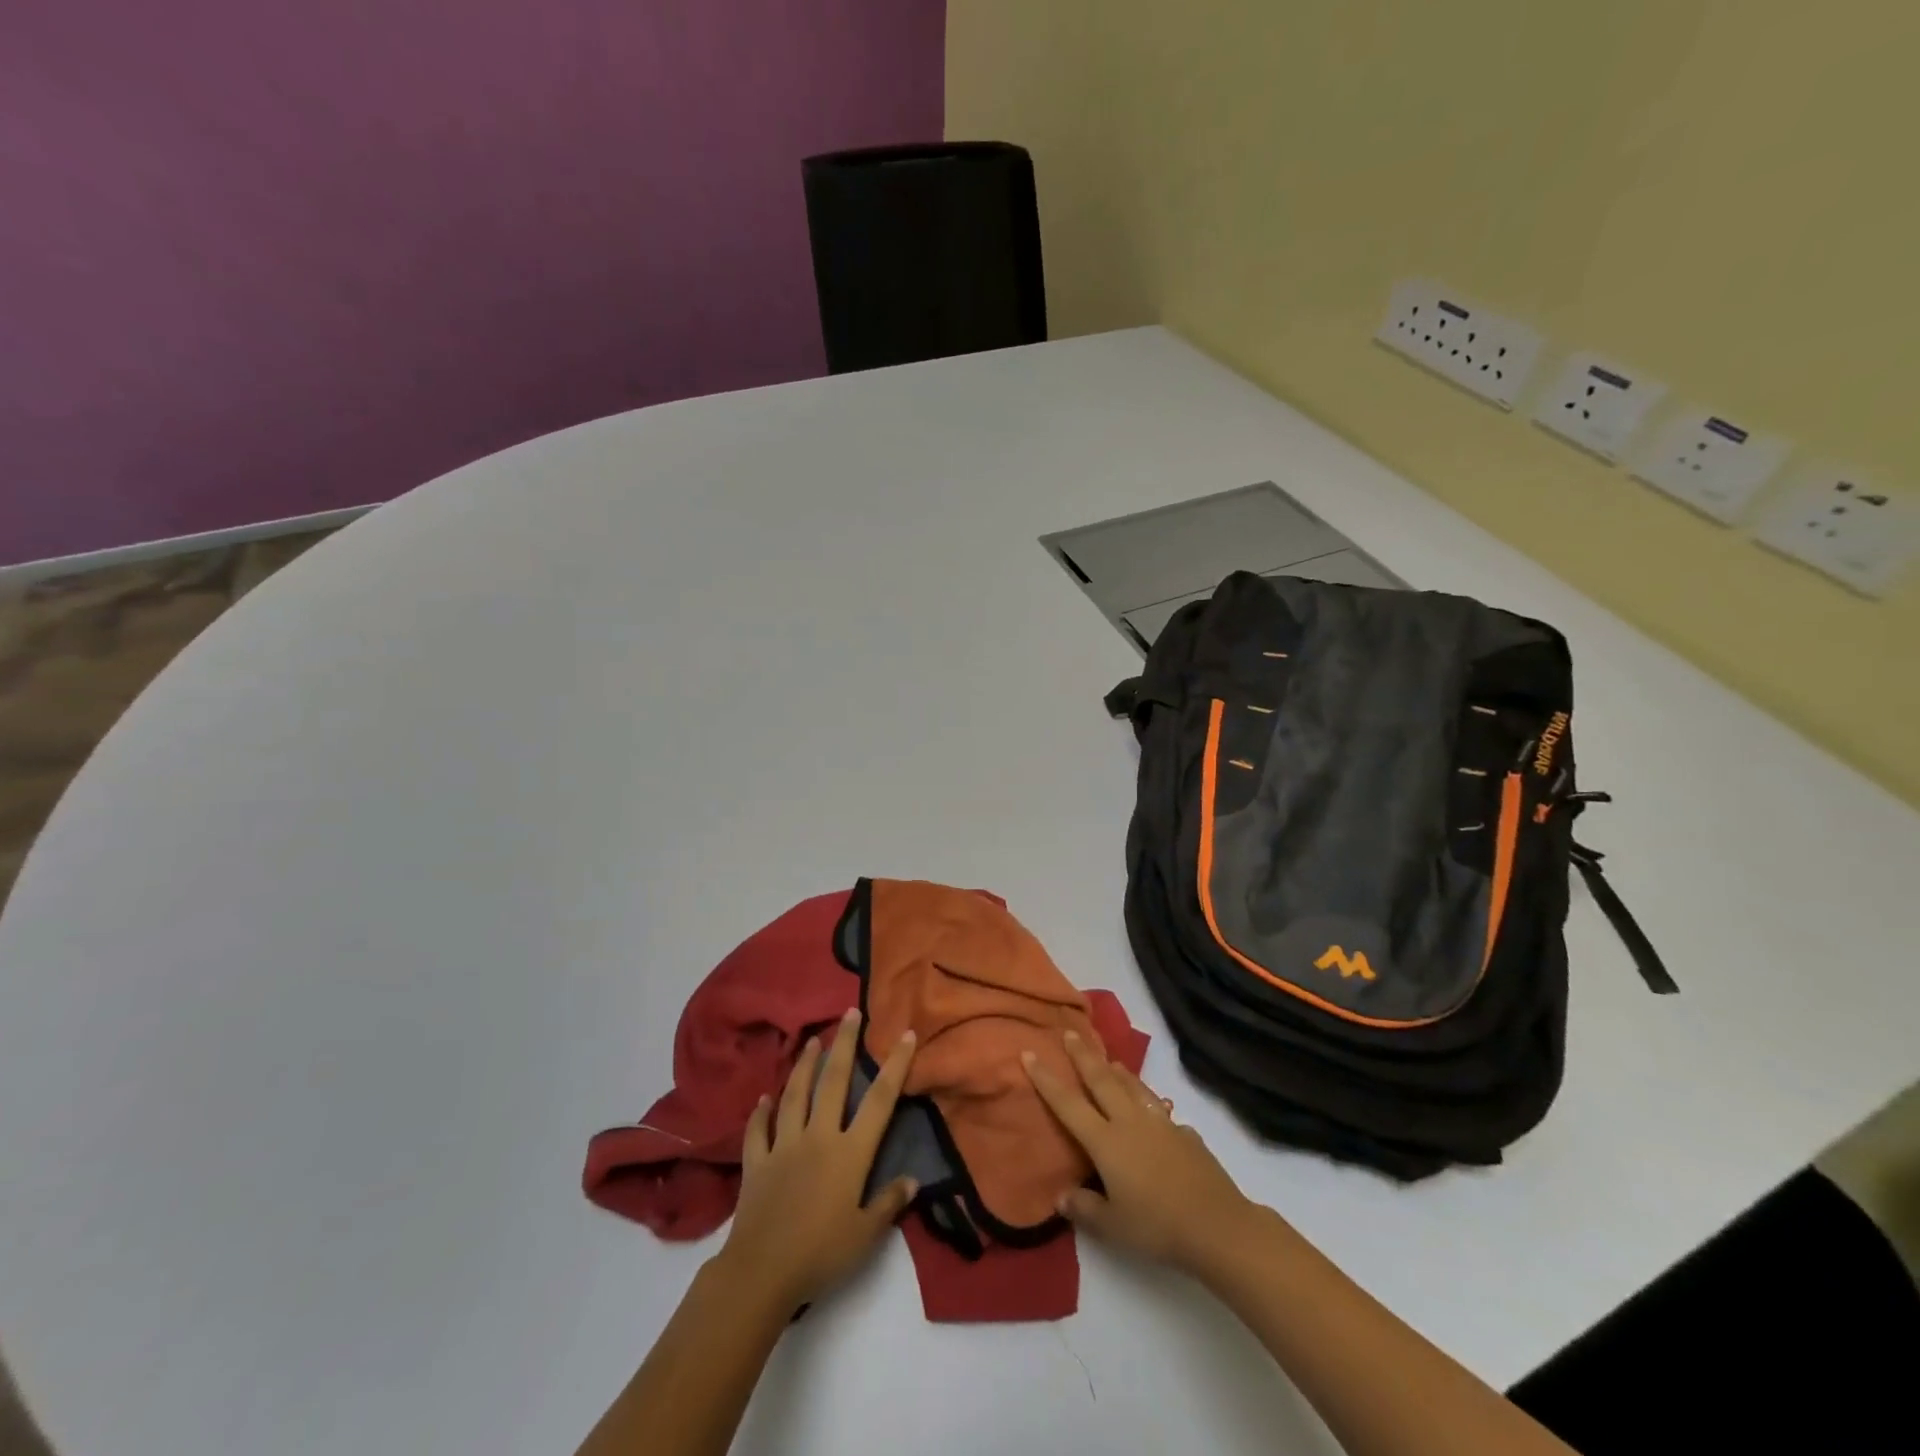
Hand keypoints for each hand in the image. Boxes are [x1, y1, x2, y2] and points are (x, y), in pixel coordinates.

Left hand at [717, 1008, 917, 1314]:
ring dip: (804, 1066)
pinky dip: (761, 1112)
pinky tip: (764, 1098)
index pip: (880, 1100)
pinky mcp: (757, 1161)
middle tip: (850, 1013)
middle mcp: (818, 1137)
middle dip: (844, 1044)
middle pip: (834, 1082)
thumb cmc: (821, 1253)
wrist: (762, 1272)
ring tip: (812, 1041)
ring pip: (796, 1094)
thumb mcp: (865, 1234)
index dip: (895, 1065)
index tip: (904, 1034)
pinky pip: (758, 1130)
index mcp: (850, 1152)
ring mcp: (784, 1145)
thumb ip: (889, 1203)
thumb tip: (913, 1179)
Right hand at [1023, 1029, 1259, 1275]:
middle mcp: (1129, 1122)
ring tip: (1108, 1058)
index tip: (1030, 1053)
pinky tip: (1153, 1107)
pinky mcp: (1183, 1132)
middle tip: (1070, 1033)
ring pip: (1132, 1086)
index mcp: (1106, 1141)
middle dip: (1083, 1055)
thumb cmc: (1157, 1227)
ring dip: (1117, 1069)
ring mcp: (1159, 1123)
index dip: (1046, 1079)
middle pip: (1101, 1079)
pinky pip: (1157, 1106)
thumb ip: (1085, 1209)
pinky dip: (1147, 1098)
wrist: (1217, 1225)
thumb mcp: (1113, 1227)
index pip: (1068, 1104)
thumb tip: (1061, 1197)